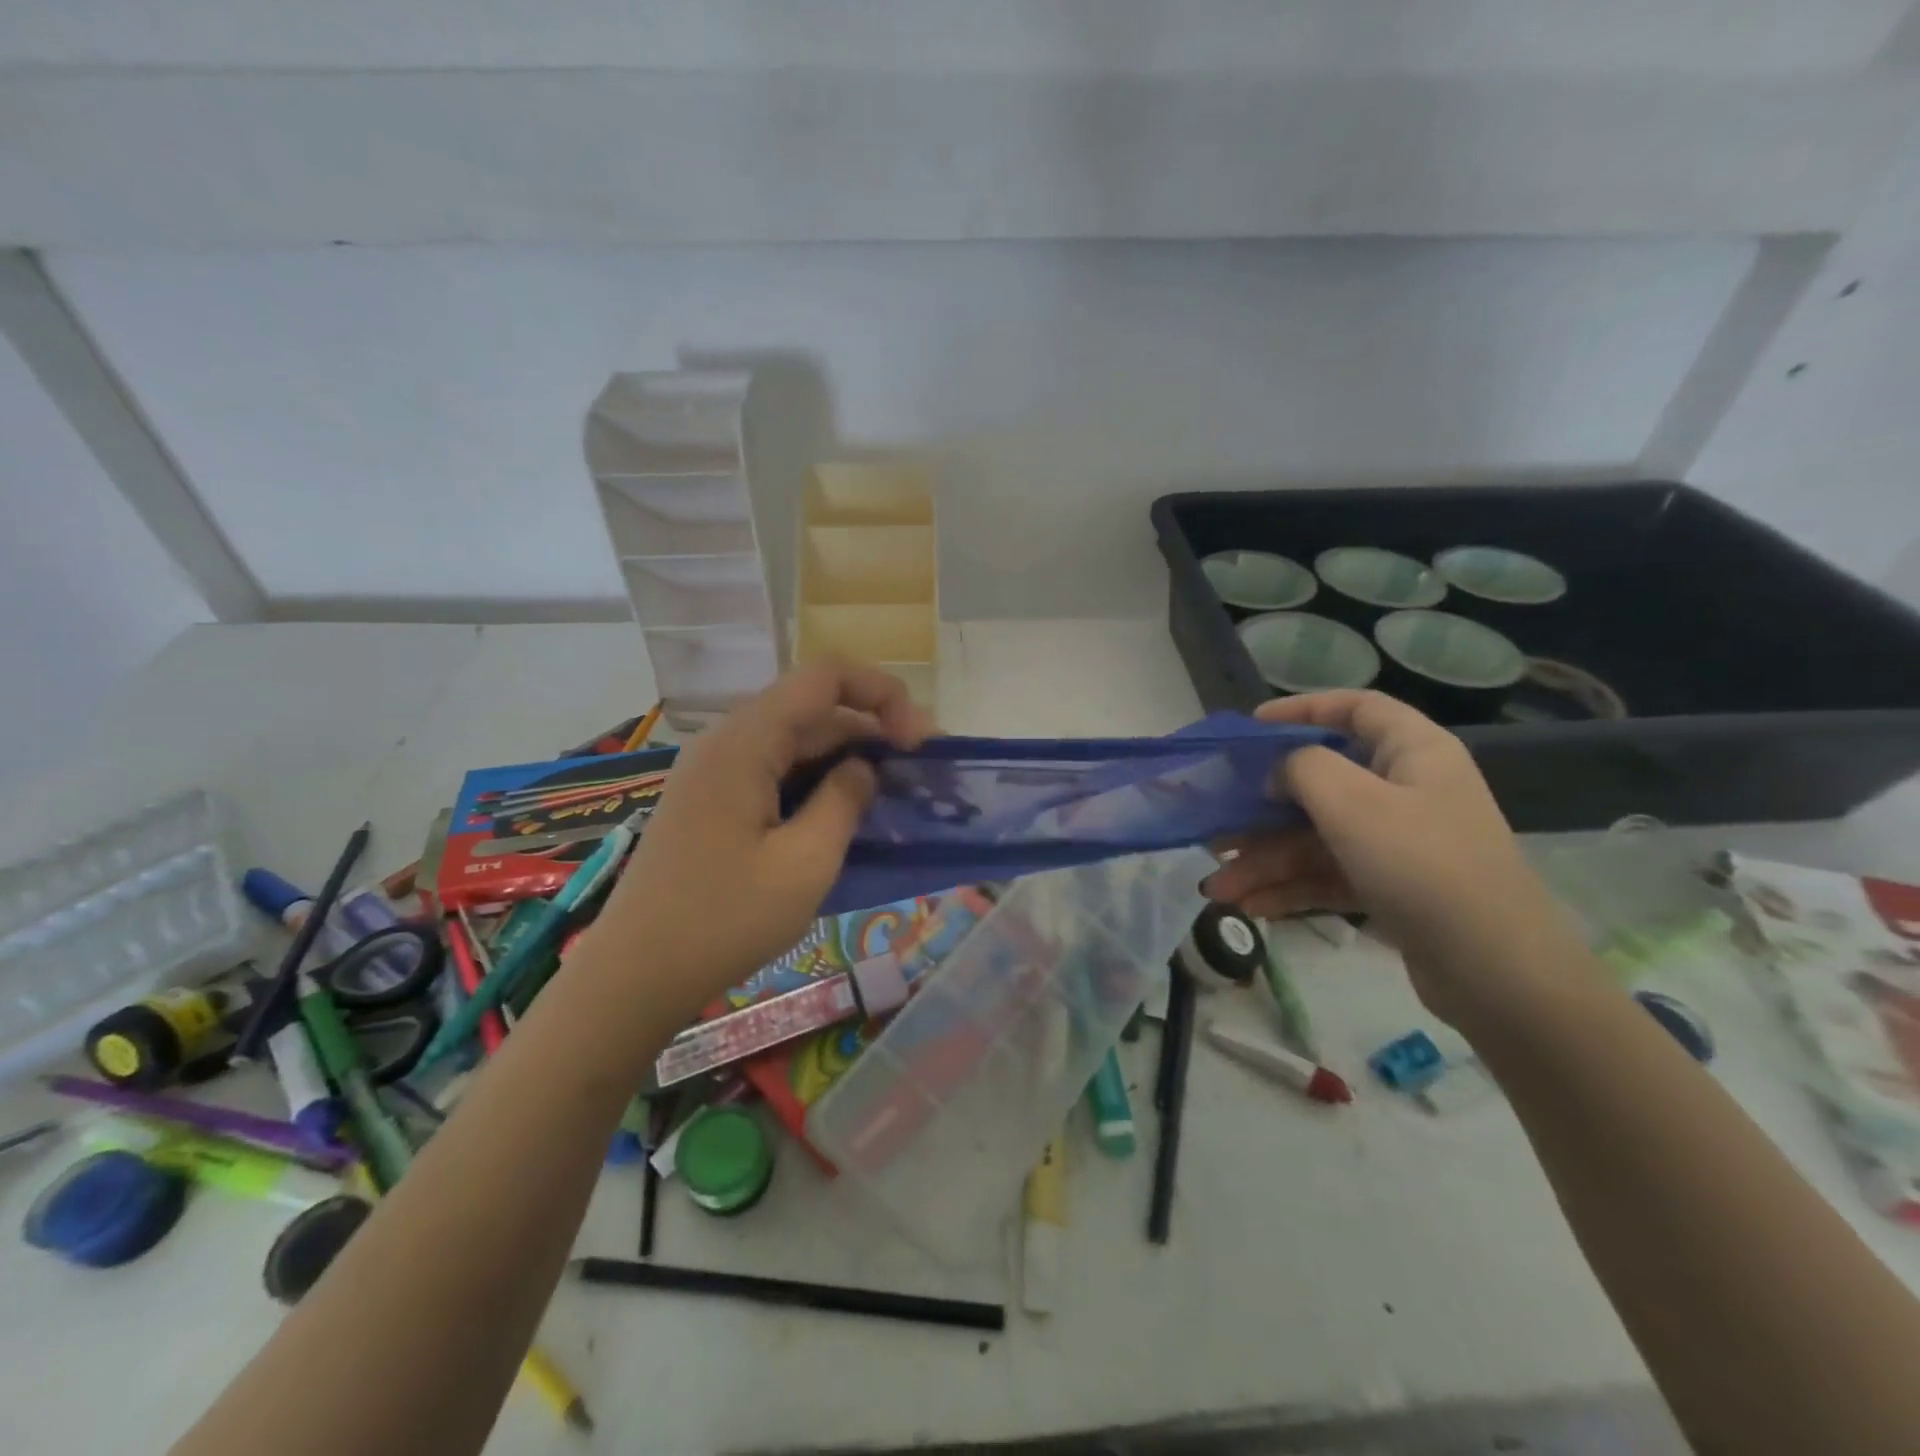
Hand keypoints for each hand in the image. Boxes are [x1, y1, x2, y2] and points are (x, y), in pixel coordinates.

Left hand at [595, 662, 934, 1017]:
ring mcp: (717, 771)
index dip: (882, 694)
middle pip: (814, 709)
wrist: (635, 976)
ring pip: (797, 742)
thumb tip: (864, 767)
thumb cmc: (723, 920)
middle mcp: (728, 741)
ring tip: (892, 798)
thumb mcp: (805, 863)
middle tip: (922, 777)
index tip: (917, 743)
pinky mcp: (714, 801)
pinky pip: (776, 771)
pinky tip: (844, 816)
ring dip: (848, 760)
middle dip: (873, 731)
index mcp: (746, 741)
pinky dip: (818, 783)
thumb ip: (845, 801)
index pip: (825, 677)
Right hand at [1203, 690, 1578, 1023]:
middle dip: (1261, 812)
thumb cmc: (1424, 866)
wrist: (1500, 975)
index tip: (1251, 727)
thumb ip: (1303, 769)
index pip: (1355, 709)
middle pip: (1320, 784)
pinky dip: (1289, 889)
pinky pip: (1327, 875)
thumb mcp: (1354, 804)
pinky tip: (1249, 908)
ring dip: (1265, 861)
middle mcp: (1405, 790)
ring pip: (1315, 838)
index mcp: (1412, 753)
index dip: (1302, 709)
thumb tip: (1277, 772)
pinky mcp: (1390, 887)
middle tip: (1214, 828)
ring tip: (1217, 889)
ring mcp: (1398, 842)